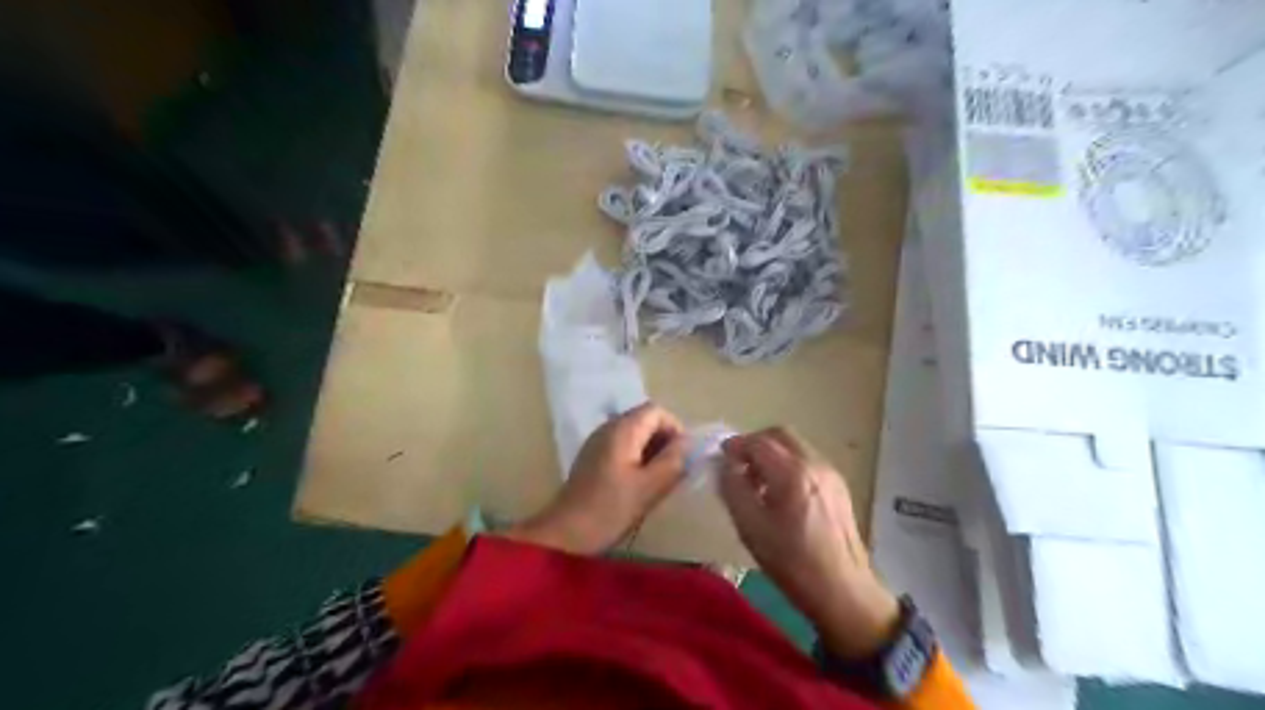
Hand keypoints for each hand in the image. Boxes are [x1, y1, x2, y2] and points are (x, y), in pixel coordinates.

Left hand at [507, 402, 687, 557]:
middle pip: (645, 419)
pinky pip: (622, 445)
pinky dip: (636, 457)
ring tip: (660, 478)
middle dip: (664, 439)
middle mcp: (608, 427)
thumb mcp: (649, 487)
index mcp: (622, 430)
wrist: (566, 533)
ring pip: (634, 433)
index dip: (675, 429)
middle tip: (674, 469)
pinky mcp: (592, 457)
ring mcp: (597, 441)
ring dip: (652, 449)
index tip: (683, 456)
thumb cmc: (610, 509)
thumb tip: (688, 443)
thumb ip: (673, 461)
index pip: (657, 411)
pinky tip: (638, 483)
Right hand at [721, 427, 898, 659]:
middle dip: (755, 443)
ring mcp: (830, 473)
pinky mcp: (838, 485)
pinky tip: (780, 492)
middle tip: (738, 464)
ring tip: (757, 481)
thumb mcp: (750, 528)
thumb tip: (724, 465)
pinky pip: (807, 460)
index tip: (721, 457)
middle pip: (780, 434)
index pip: (758, 442)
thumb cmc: (791, 562)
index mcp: (792, 473)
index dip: (735, 445)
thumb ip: (733, 489)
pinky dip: (788, 463)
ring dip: (772, 453)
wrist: (843, 590)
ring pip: (795, 446)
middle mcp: (814, 464)